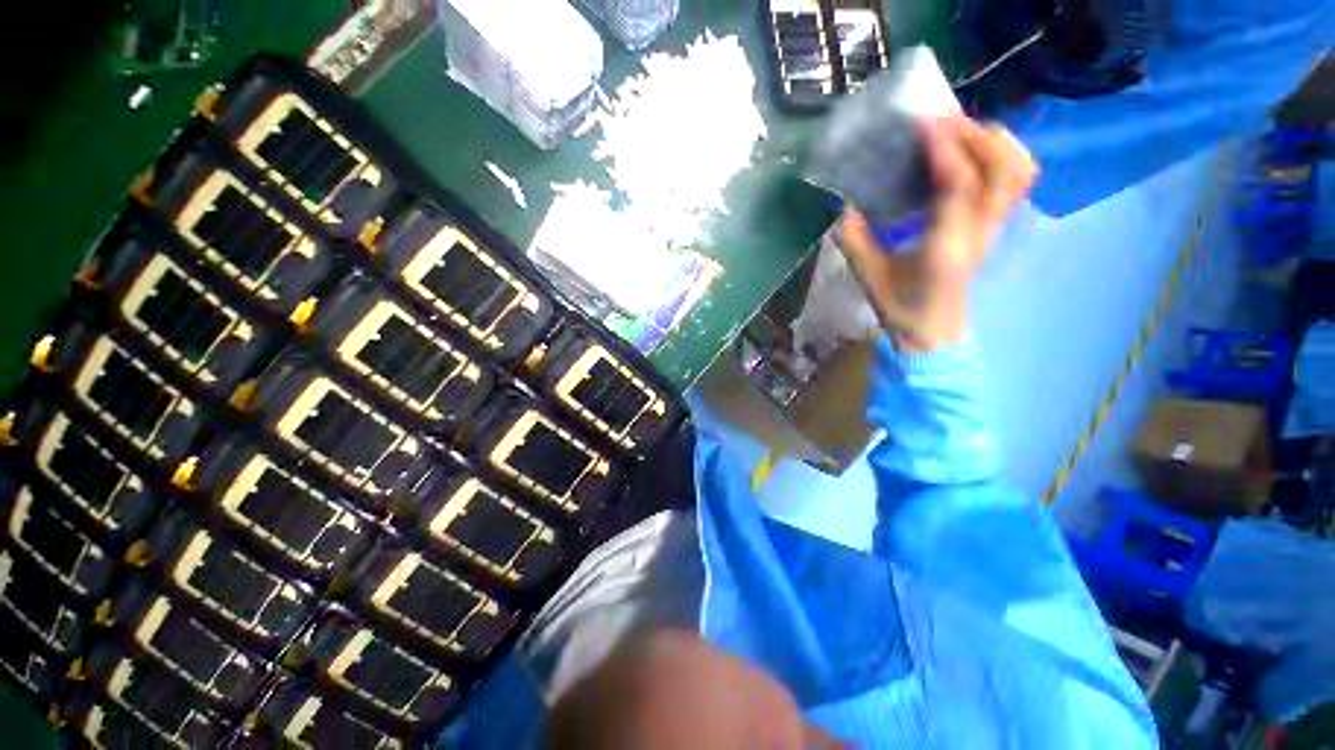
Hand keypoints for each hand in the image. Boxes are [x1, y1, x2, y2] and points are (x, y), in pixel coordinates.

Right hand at [836, 117, 1036, 351]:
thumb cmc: (900, 306)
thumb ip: (855, 241)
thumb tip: (845, 205)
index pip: (960, 188)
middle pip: (1005, 170)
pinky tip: (972, 150)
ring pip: (1019, 170)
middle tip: (941, 124)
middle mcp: (980, 232)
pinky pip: (1015, 178)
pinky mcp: (996, 223)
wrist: (932, 330)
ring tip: (960, 131)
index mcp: (946, 249)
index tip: (924, 126)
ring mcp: (994, 227)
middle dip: (977, 137)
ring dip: (995, 142)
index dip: (946, 151)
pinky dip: (1002, 153)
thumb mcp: (868, 276)